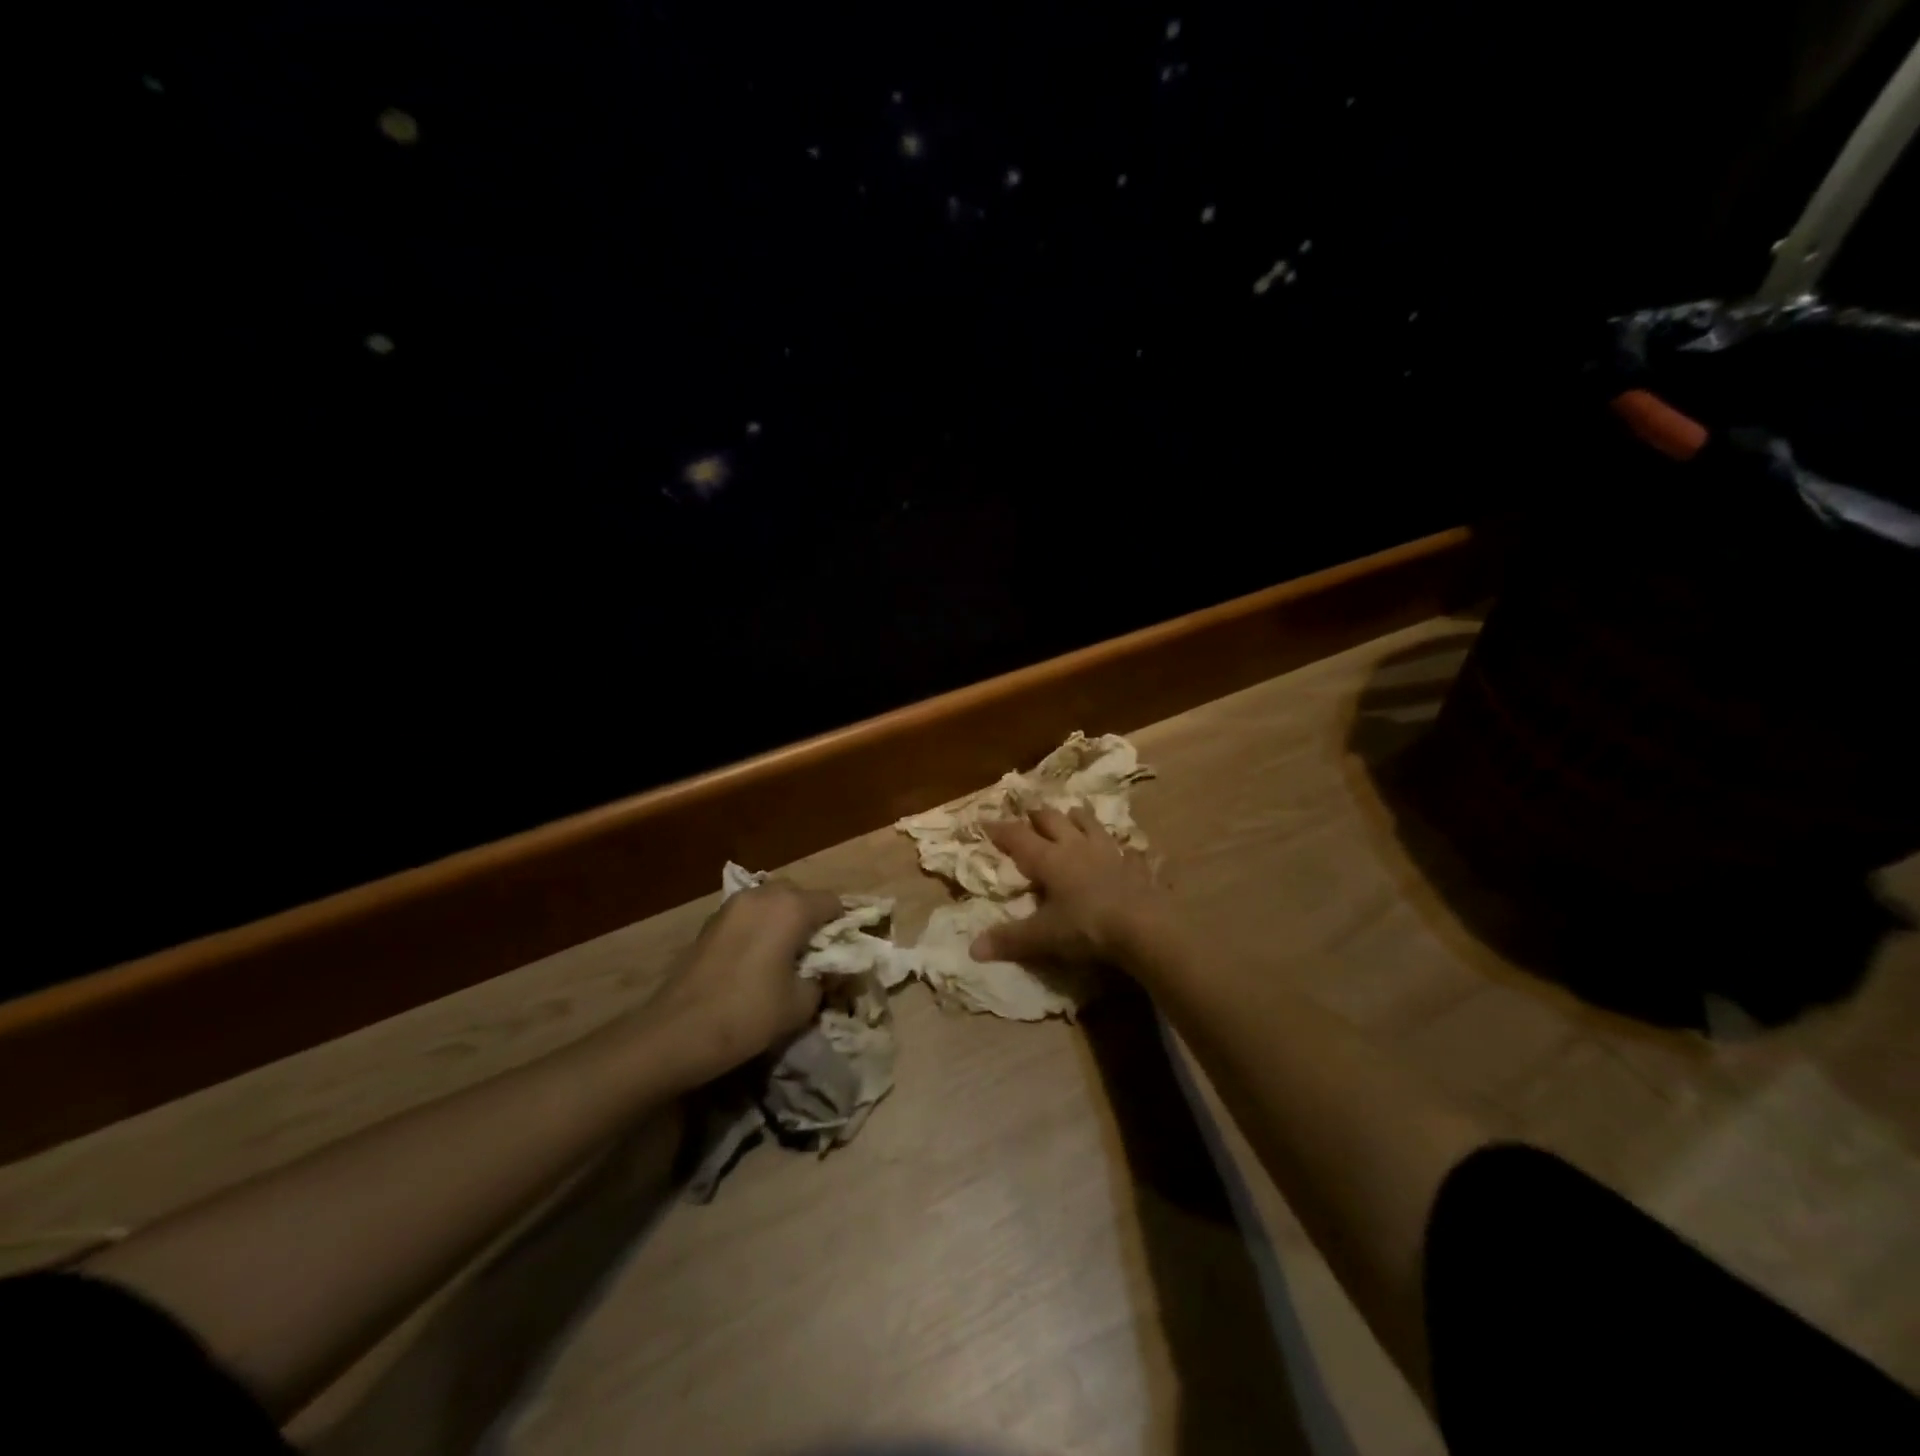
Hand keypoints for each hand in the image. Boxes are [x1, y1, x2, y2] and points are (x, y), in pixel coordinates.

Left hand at [643, 880, 842, 1082]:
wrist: (677, 1032)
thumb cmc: (749, 1014)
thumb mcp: (801, 1003)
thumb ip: (823, 979)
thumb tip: (828, 971)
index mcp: (792, 908)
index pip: (833, 902)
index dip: (841, 926)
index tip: (840, 954)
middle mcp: (763, 895)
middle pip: (800, 895)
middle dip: (811, 919)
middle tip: (812, 955)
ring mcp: (733, 905)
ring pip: (771, 901)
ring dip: (783, 921)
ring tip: (782, 957)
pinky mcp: (711, 921)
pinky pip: (748, 914)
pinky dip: (758, 928)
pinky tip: (753, 960)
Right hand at [969, 807, 1170, 967]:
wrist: (1144, 927)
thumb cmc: (1086, 927)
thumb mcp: (1043, 937)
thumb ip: (1009, 940)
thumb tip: (972, 949)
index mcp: (1050, 859)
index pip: (1018, 837)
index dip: (1000, 829)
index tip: (985, 820)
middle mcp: (1077, 847)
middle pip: (1053, 820)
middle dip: (1038, 816)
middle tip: (1029, 814)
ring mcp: (1109, 853)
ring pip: (1090, 824)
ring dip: (1078, 818)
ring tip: (1072, 815)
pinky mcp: (1136, 866)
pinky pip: (1129, 850)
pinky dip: (1123, 848)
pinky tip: (1126, 851)